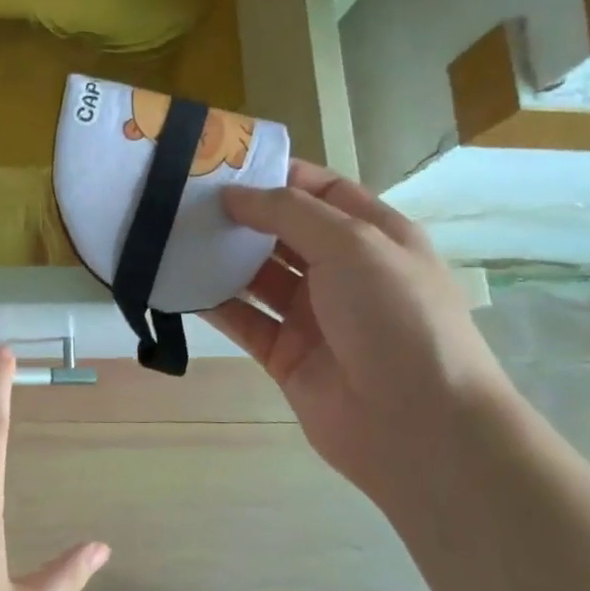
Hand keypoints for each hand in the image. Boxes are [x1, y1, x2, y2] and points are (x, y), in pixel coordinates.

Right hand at [209, 161, 513, 501]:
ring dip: (221, 258)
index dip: (275, 176)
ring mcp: (313, 316)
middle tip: (182, 199)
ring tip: (171, 236)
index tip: (221, 165)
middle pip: (282, 232)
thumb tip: (234, 194)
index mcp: (373, 236)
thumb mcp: (352, 243)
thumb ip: (289, 212)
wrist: (418, 426)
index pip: (319, 191)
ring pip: (257, 277)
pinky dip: (214, 304)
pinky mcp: (286, 356)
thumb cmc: (395, 316)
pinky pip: (244, 320)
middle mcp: (342, 272)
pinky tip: (178, 284)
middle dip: (239, 216)